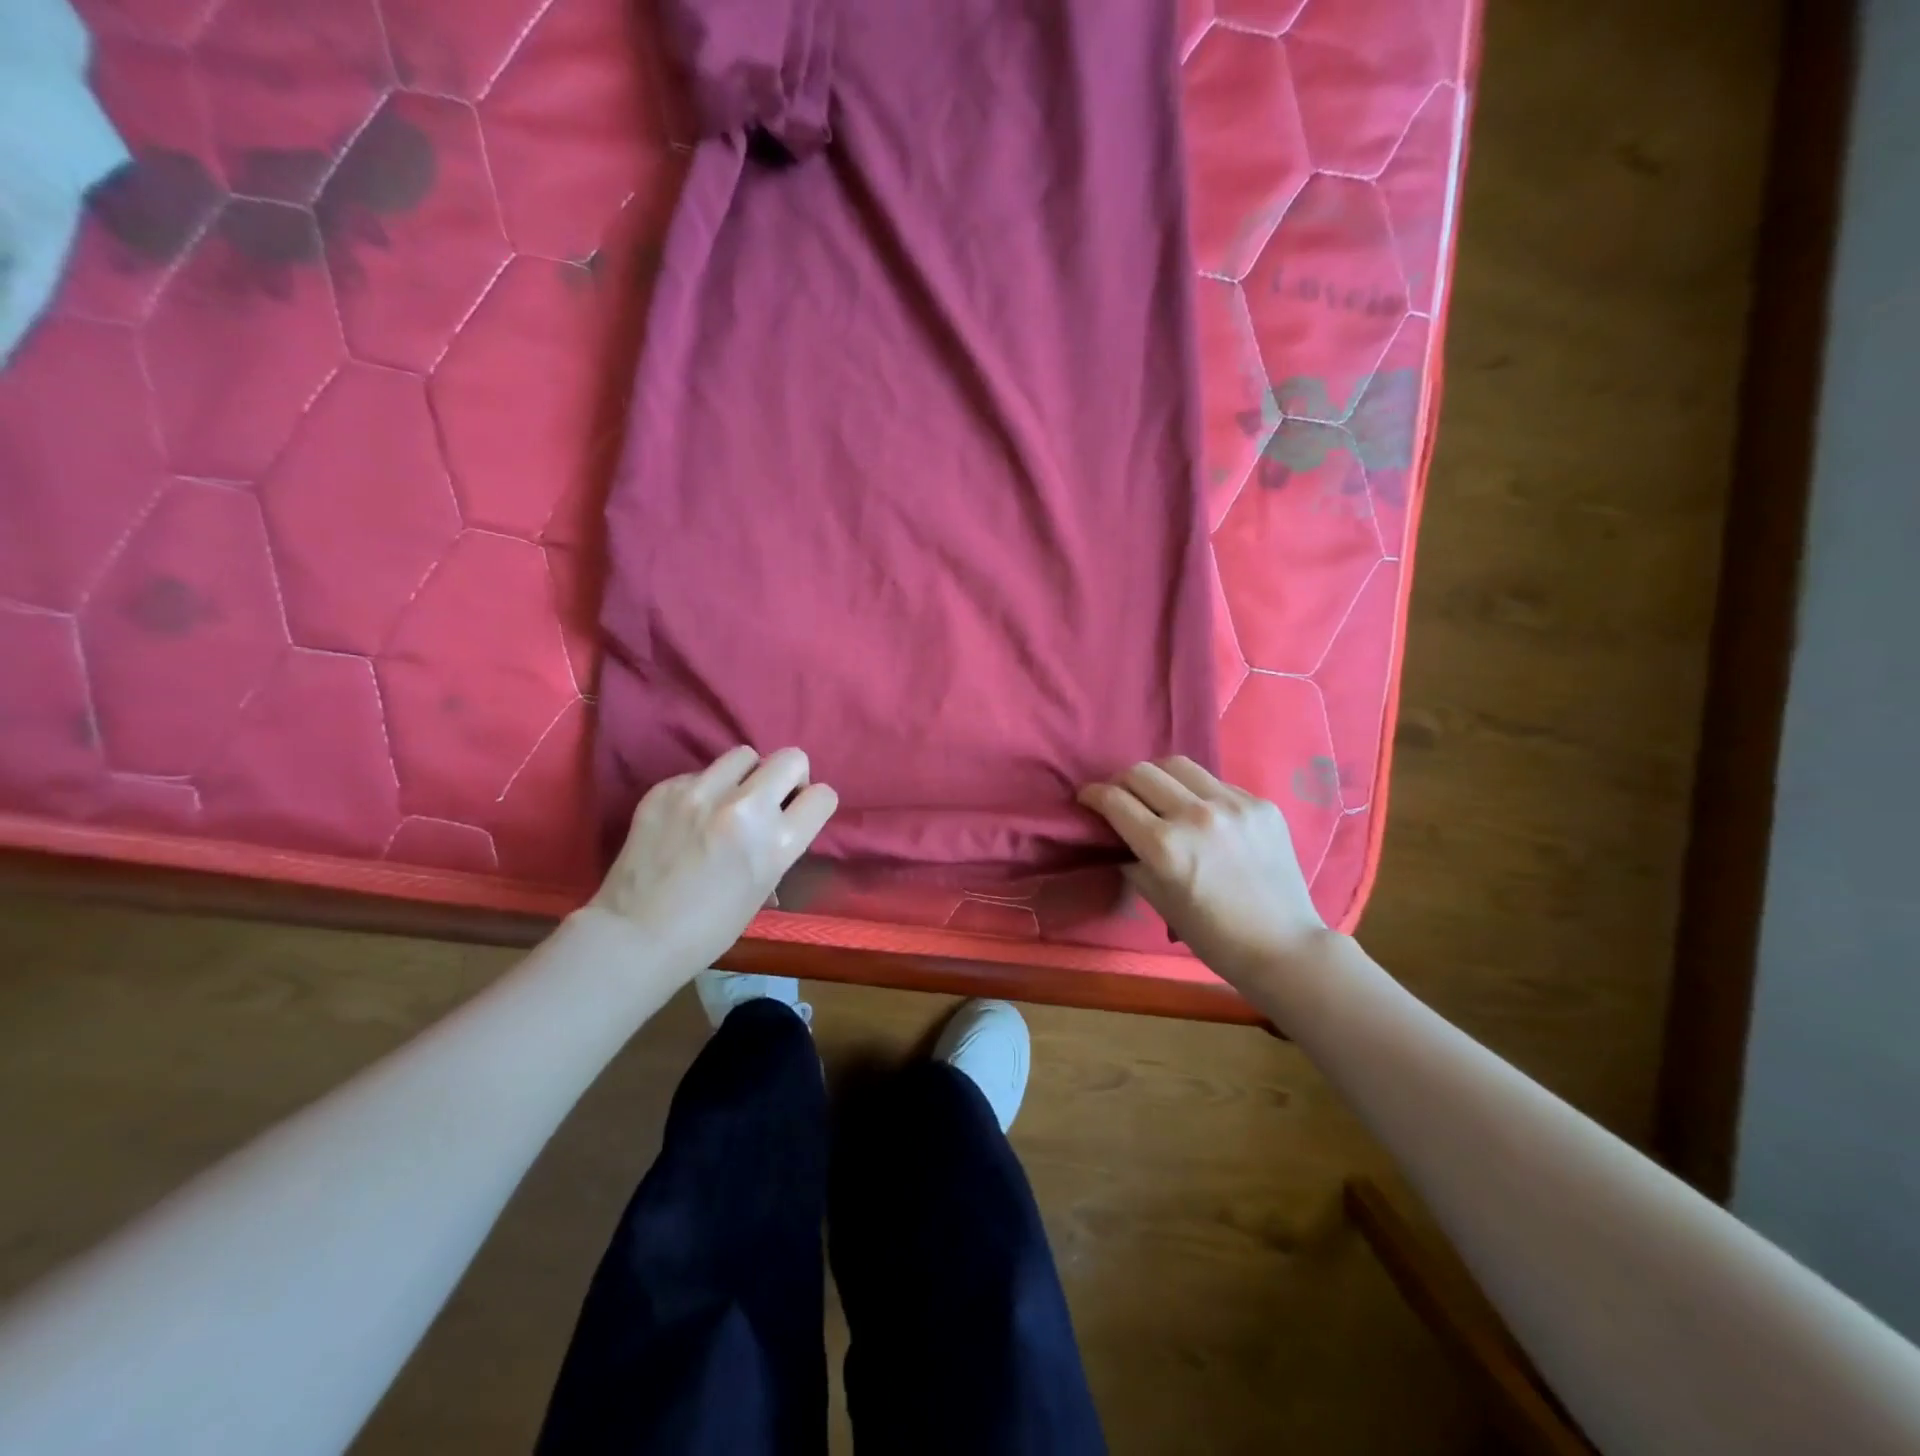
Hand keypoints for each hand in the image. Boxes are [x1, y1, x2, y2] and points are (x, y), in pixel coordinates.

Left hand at [591, 746, 837, 974]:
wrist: (634, 936)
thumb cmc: (708, 929)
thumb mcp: (761, 888)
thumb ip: (777, 846)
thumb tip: (780, 823)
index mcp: (776, 843)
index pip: (822, 796)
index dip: (814, 804)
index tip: (801, 813)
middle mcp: (744, 808)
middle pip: (791, 759)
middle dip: (788, 777)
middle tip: (771, 800)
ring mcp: (701, 793)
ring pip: (744, 755)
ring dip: (745, 776)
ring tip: (728, 802)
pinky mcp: (665, 789)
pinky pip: (700, 774)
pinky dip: (703, 791)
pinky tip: (688, 819)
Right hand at [1078, 757, 1329, 988]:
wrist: (1281, 946)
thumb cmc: (1212, 935)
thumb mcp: (1158, 901)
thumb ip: (1132, 859)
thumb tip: (1116, 834)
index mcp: (1165, 846)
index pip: (1114, 800)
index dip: (1092, 794)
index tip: (1087, 797)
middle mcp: (1196, 816)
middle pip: (1141, 772)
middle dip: (1121, 782)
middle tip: (1121, 797)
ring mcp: (1233, 805)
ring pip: (1178, 765)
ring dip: (1157, 777)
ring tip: (1158, 794)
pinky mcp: (1260, 804)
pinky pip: (1215, 783)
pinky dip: (1197, 792)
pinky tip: (1202, 814)